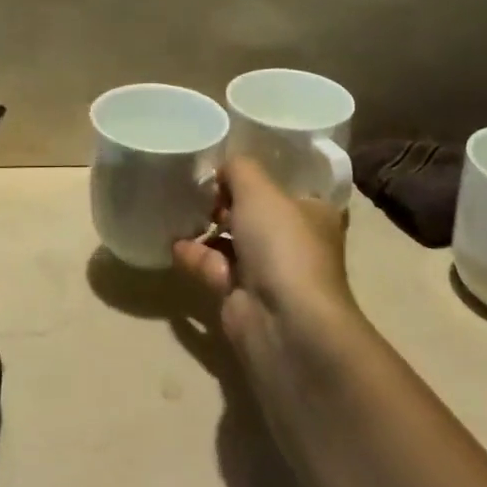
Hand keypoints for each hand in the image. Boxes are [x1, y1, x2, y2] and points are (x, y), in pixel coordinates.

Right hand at [173, 157, 359, 370]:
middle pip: (255, 213)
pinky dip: (195, 256)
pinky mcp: (242, 297)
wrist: (283, 321)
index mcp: (313, 212)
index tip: (224, 165)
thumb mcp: (259, 189)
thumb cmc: (282, 244)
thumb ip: (238, 168)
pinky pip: (214, 268)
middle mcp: (295, 241)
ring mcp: (268, 272)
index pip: (285, 186)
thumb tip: (223, 168)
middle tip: (195, 186)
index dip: (256, 175)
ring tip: (177, 209)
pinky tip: (173, 243)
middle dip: (225, 201)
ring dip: (207, 228)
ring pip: (232, 241)